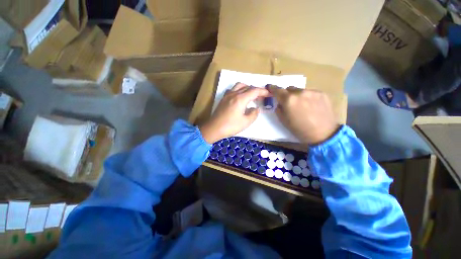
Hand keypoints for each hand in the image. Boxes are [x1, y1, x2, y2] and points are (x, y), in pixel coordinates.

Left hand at [200, 83, 269, 143]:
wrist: (214, 128)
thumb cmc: (230, 126)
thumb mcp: (246, 122)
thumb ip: (253, 114)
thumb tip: (255, 109)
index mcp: (240, 99)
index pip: (255, 91)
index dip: (263, 91)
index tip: (269, 94)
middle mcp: (234, 94)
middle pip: (248, 87)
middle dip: (257, 90)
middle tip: (262, 97)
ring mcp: (227, 95)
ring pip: (240, 85)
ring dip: (248, 88)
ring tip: (252, 95)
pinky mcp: (223, 98)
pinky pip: (233, 89)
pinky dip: (240, 90)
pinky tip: (240, 97)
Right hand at [268, 85, 339, 144]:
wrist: (323, 134)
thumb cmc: (300, 130)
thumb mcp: (283, 121)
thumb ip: (278, 109)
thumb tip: (279, 103)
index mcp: (289, 100)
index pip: (277, 90)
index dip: (272, 88)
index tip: (270, 87)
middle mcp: (300, 92)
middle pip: (289, 89)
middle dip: (287, 94)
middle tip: (289, 104)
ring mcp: (312, 92)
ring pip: (300, 90)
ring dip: (298, 96)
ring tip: (302, 106)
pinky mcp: (322, 93)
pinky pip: (310, 92)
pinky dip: (307, 97)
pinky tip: (311, 106)